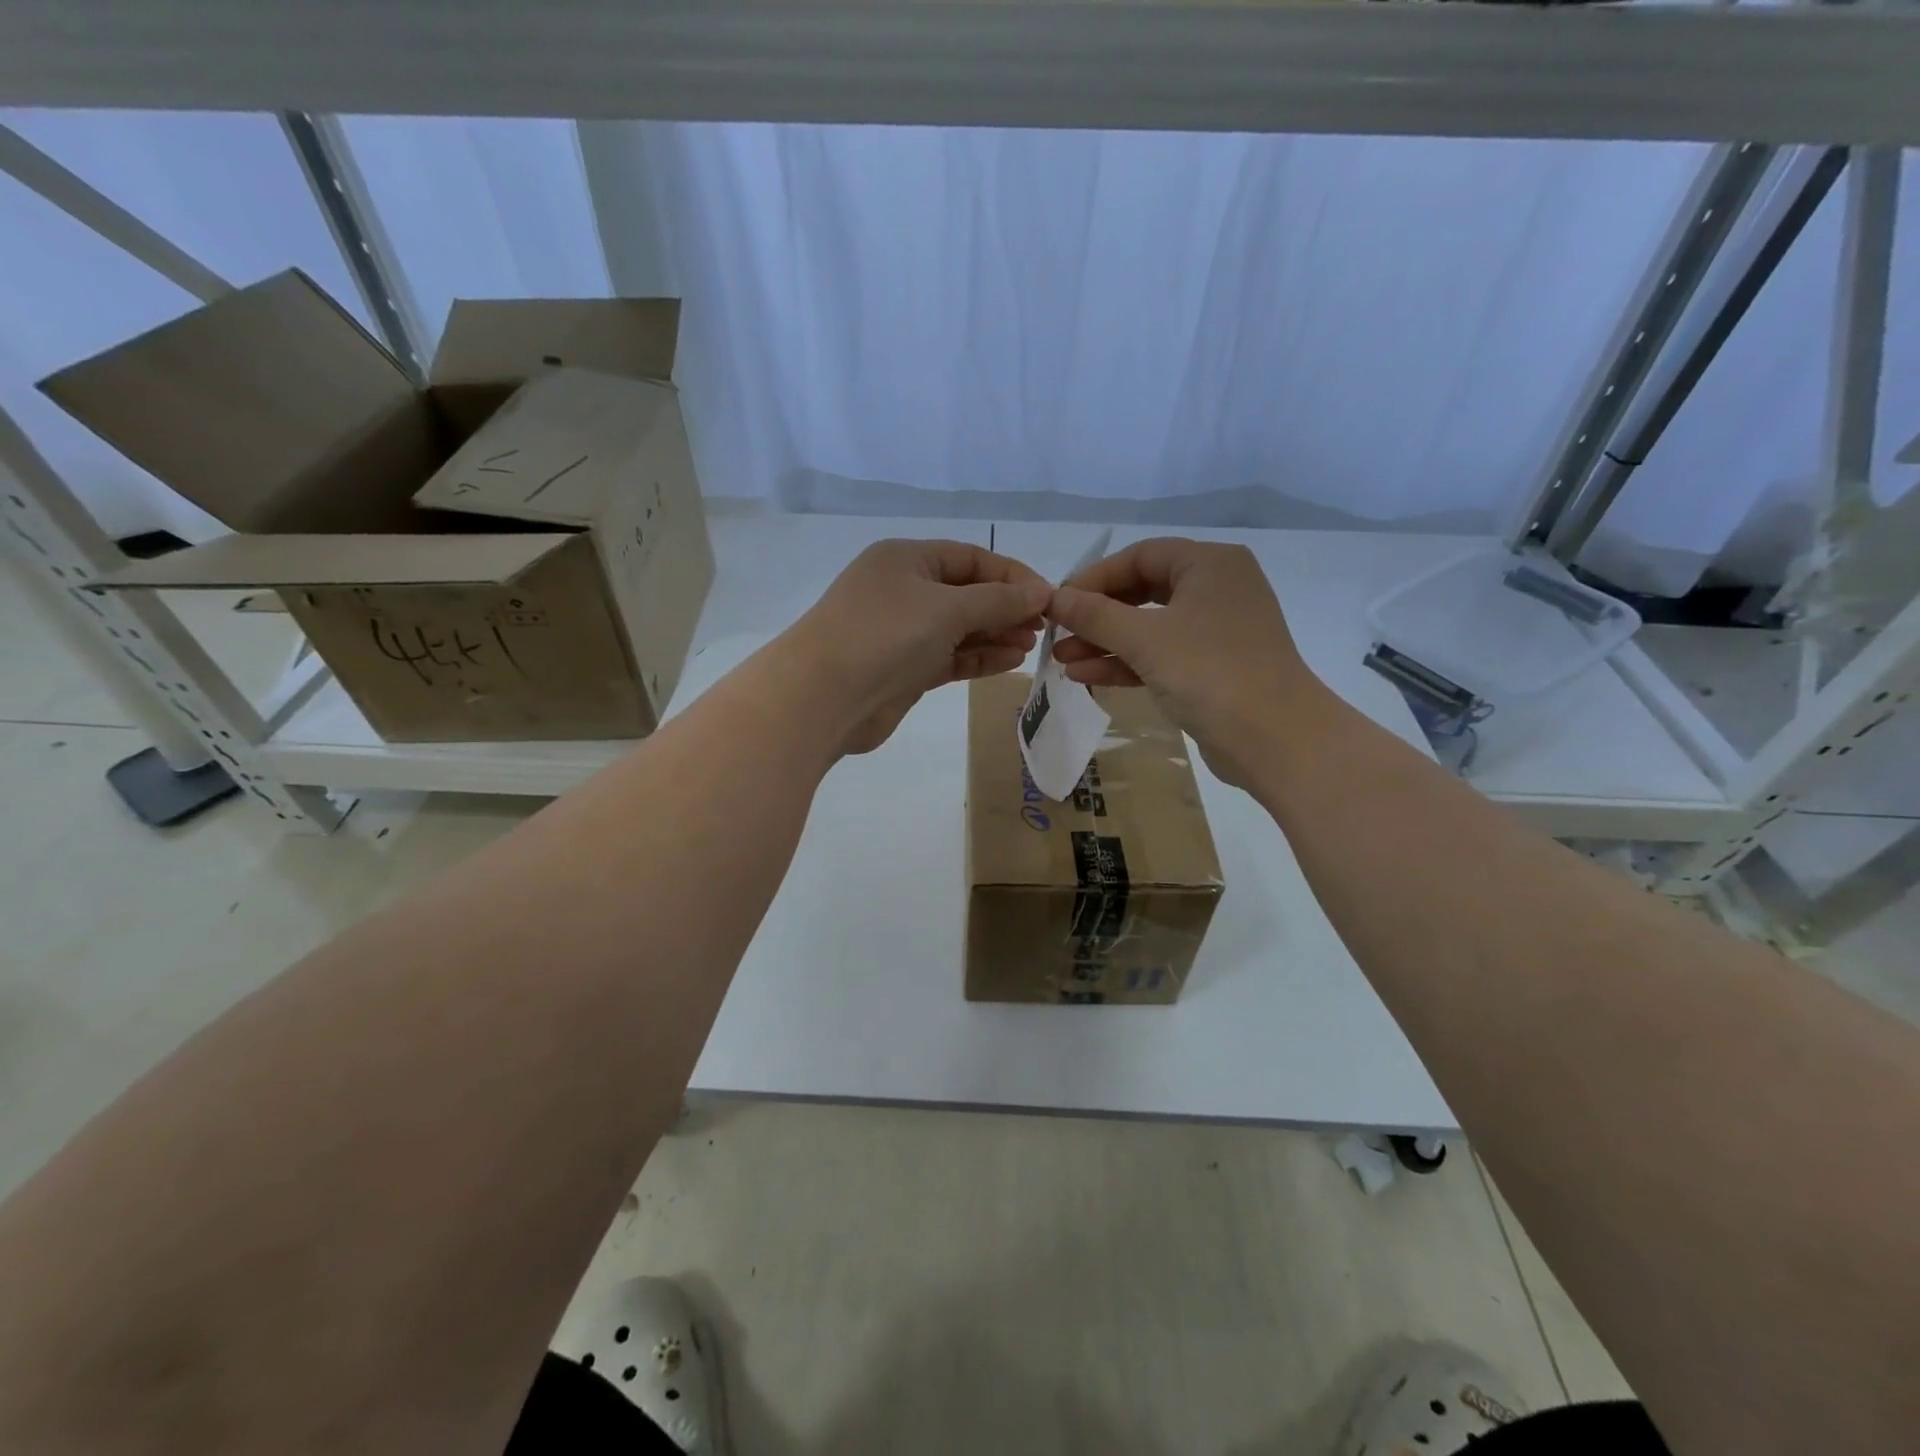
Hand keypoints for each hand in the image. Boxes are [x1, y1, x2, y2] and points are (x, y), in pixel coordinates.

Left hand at [784, 539, 1051, 755]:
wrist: (823, 697)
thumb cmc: (885, 636)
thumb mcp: (946, 608)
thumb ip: (997, 601)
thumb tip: (1041, 593)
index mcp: (907, 559)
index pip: (971, 558)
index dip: (1012, 576)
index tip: (1048, 598)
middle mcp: (904, 590)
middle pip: (967, 593)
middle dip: (1005, 608)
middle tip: (1041, 628)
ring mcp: (903, 632)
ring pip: (960, 629)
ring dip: (995, 635)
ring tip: (1030, 646)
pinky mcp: (905, 669)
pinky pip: (950, 657)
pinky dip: (978, 658)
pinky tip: (1009, 662)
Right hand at [1047, 537, 1329, 787]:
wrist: (1275, 739)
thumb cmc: (1210, 672)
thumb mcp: (1144, 638)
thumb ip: (1095, 614)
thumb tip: (1052, 597)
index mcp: (1209, 564)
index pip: (1140, 556)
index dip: (1094, 577)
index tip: (1058, 603)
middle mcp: (1216, 589)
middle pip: (1142, 591)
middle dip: (1096, 615)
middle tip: (1057, 633)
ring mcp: (1216, 630)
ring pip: (1149, 627)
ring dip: (1105, 642)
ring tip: (1061, 659)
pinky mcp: (1212, 668)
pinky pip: (1160, 655)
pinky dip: (1126, 663)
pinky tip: (1085, 675)